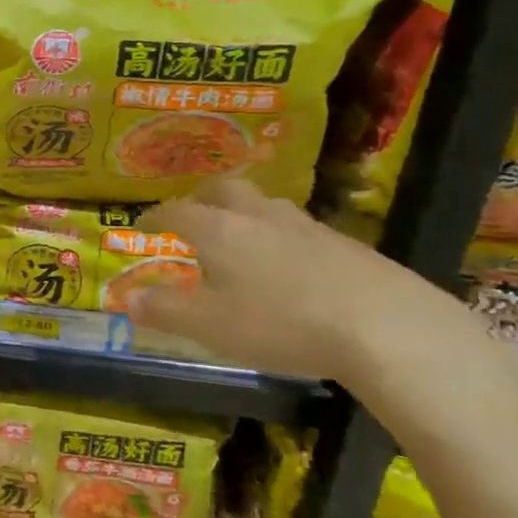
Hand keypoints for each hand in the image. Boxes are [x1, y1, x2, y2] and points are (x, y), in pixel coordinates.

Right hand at [128, 180, 470, 384]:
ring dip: (245, 214)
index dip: (154, 217)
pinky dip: (282, 239)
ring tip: (241, 240)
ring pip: (266, 206)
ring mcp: (307, 226)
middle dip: (201, 198)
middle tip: (192, 216)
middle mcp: (258, 216)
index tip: (142, 225)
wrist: (389, 328)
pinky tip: (291, 268)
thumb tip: (128, 299)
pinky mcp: (348, 245)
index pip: (175, 211)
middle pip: (224, 189)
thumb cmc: (281, 324)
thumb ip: (165, 311)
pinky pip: (300, 230)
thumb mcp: (210, 326)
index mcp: (218, 230)